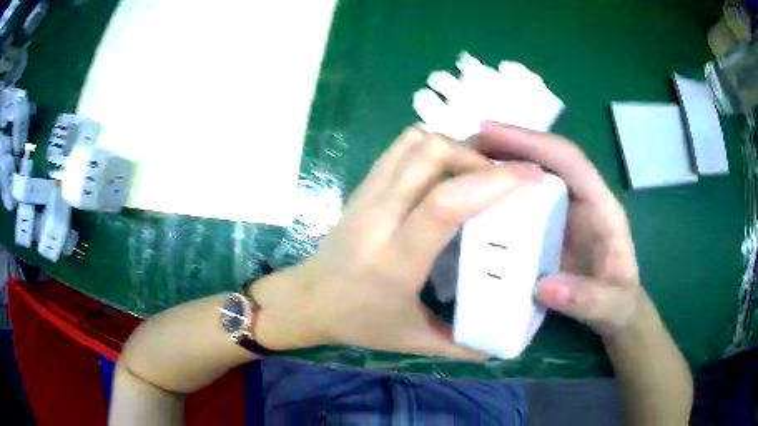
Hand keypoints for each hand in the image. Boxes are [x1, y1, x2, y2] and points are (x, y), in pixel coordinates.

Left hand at [254, 127, 542, 357]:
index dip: (493, 182)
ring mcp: (368, 194)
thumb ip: (461, 344)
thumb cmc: (357, 322)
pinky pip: (400, 147)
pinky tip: (447, 169)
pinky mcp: (364, 185)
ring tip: (477, 172)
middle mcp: (380, 215)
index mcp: (396, 258)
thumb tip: (501, 345)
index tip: (531, 178)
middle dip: (478, 156)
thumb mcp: (412, 340)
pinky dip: (431, 146)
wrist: (306, 299)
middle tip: (504, 178)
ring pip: (415, 142)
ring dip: (455, 147)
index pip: (445, 203)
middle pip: (431, 153)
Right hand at [474, 123, 641, 336]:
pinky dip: (502, 185)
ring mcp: (566, 208)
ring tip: (463, 159)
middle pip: (548, 155)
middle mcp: (583, 198)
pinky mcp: (551, 222)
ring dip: (501, 158)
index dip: (533, 141)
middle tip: (465, 143)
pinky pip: (526, 195)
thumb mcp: (611, 306)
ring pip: (535, 170)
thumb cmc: (618, 303)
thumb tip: (541, 286)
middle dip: (509, 142)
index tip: (490, 132)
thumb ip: (586, 298)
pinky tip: (477, 190)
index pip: (570, 160)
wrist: (617, 310)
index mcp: (602, 207)